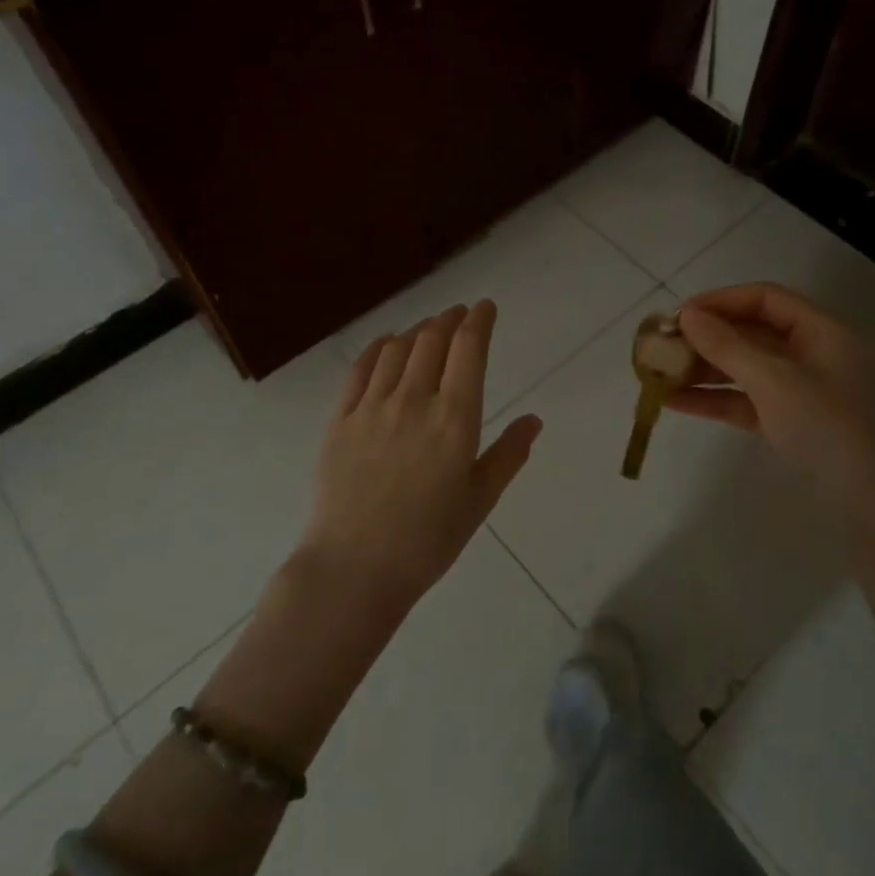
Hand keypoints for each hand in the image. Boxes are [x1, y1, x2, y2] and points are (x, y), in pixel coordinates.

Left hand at [304, 301, 542, 607]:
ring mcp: (372, 407)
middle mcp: (414, 400)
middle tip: (459, 315)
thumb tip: (534, 420)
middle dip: (449, 320)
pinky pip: (361, 369)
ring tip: (428, 329)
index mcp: (454, 419)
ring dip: (417, 331)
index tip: (485, 307)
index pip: (468, 350)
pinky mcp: (341, 419)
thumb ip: (508, 455)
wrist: (354, 568)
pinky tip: (387, 344)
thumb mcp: (479, 500)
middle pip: (432, 340)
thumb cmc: (427, 540)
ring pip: (398, 349)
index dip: (479, 321)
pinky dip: (379, 347)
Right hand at [672, 283, 874, 527]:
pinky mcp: (791, 423)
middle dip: (707, 338)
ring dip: (705, 369)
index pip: (766, 299)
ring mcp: (802, 391)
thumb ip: (728, 346)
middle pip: (753, 332)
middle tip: (663, 346)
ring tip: (660, 374)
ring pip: (746, 368)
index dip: (722, 300)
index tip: (680, 315)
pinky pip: (747, 400)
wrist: (874, 507)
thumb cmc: (828, 429)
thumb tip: (687, 315)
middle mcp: (813, 354)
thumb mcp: (774, 382)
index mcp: (822, 332)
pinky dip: (715, 399)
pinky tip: (676, 403)